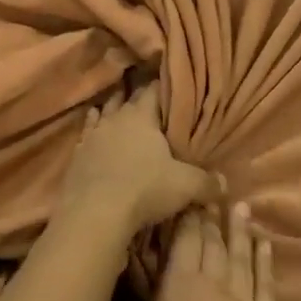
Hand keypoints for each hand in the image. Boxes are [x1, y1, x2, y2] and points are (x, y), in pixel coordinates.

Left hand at [59, 82, 218, 236]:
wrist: (94, 213)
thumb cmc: (144, 189)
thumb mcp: (185, 186)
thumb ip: (207, 182)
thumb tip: (225, 183)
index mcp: (141, 116)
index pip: (153, 90)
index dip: (163, 88)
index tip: (171, 88)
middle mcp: (114, 118)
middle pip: (126, 99)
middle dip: (137, 99)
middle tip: (150, 103)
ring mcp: (92, 135)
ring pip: (103, 114)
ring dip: (111, 112)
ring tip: (120, 111)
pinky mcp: (76, 155)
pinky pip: (86, 136)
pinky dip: (92, 133)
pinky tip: (94, 136)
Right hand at [118, 202, 290, 300]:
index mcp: (179, 292)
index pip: (183, 240)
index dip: (183, 215)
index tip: (180, 195)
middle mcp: (214, 285)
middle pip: (211, 240)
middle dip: (208, 215)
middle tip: (206, 193)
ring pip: (240, 252)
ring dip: (238, 227)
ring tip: (237, 204)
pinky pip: (265, 278)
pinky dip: (264, 256)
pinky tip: (262, 242)